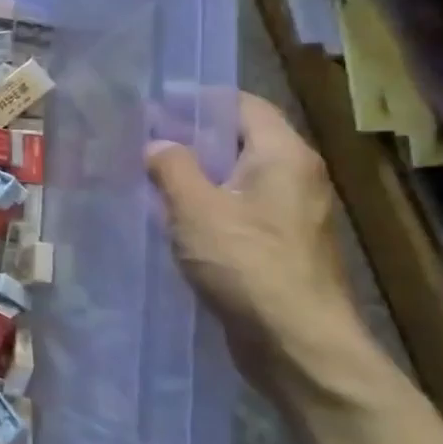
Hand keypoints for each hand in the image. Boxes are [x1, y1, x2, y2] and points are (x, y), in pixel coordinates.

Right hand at [146, 94, 363, 386]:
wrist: (296, 344)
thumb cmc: (247, 264)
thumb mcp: (196, 208)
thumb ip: (172, 167)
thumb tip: (158, 145)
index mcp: (284, 156)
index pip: (243, 105)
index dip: (198, 99)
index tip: (156, 103)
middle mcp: (296, 178)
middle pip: (241, 140)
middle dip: (192, 137)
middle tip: (145, 139)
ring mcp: (292, 215)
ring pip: (238, 178)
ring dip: (197, 174)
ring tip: (151, 176)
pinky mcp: (281, 247)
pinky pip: (240, 210)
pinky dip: (208, 205)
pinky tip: (175, 218)